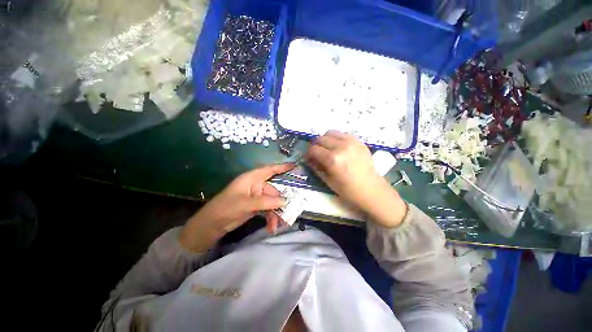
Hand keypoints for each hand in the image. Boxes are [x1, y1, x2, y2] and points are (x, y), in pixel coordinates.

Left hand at [179, 163, 293, 251]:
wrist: (212, 225)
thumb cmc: (226, 208)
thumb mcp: (246, 204)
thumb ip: (266, 201)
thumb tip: (285, 201)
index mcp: (252, 178)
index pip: (270, 170)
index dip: (282, 167)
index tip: (295, 166)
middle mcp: (256, 185)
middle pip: (274, 190)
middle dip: (281, 203)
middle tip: (289, 213)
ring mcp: (256, 196)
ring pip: (272, 202)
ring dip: (276, 214)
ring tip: (278, 225)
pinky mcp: (256, 206)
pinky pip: (268, 209)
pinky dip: (271, 218)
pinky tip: (271, 228)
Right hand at [304, 130, 406, 227]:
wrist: (371, 189)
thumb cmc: (348, 190)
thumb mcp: (327, 181)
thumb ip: (316, 167)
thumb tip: (309, 158)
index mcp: (333, 159)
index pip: (313, 149)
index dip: (308, 154)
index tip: (308, 158)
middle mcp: (341, 147)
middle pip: (321, 138)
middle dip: (315, 146)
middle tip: (317, 154)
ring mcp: (352, 142)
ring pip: (331, 133)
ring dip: (325, 140)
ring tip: (327, 149)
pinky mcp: (359, 141)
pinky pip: (343, 134)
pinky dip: (337, 139)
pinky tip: (339, 148)